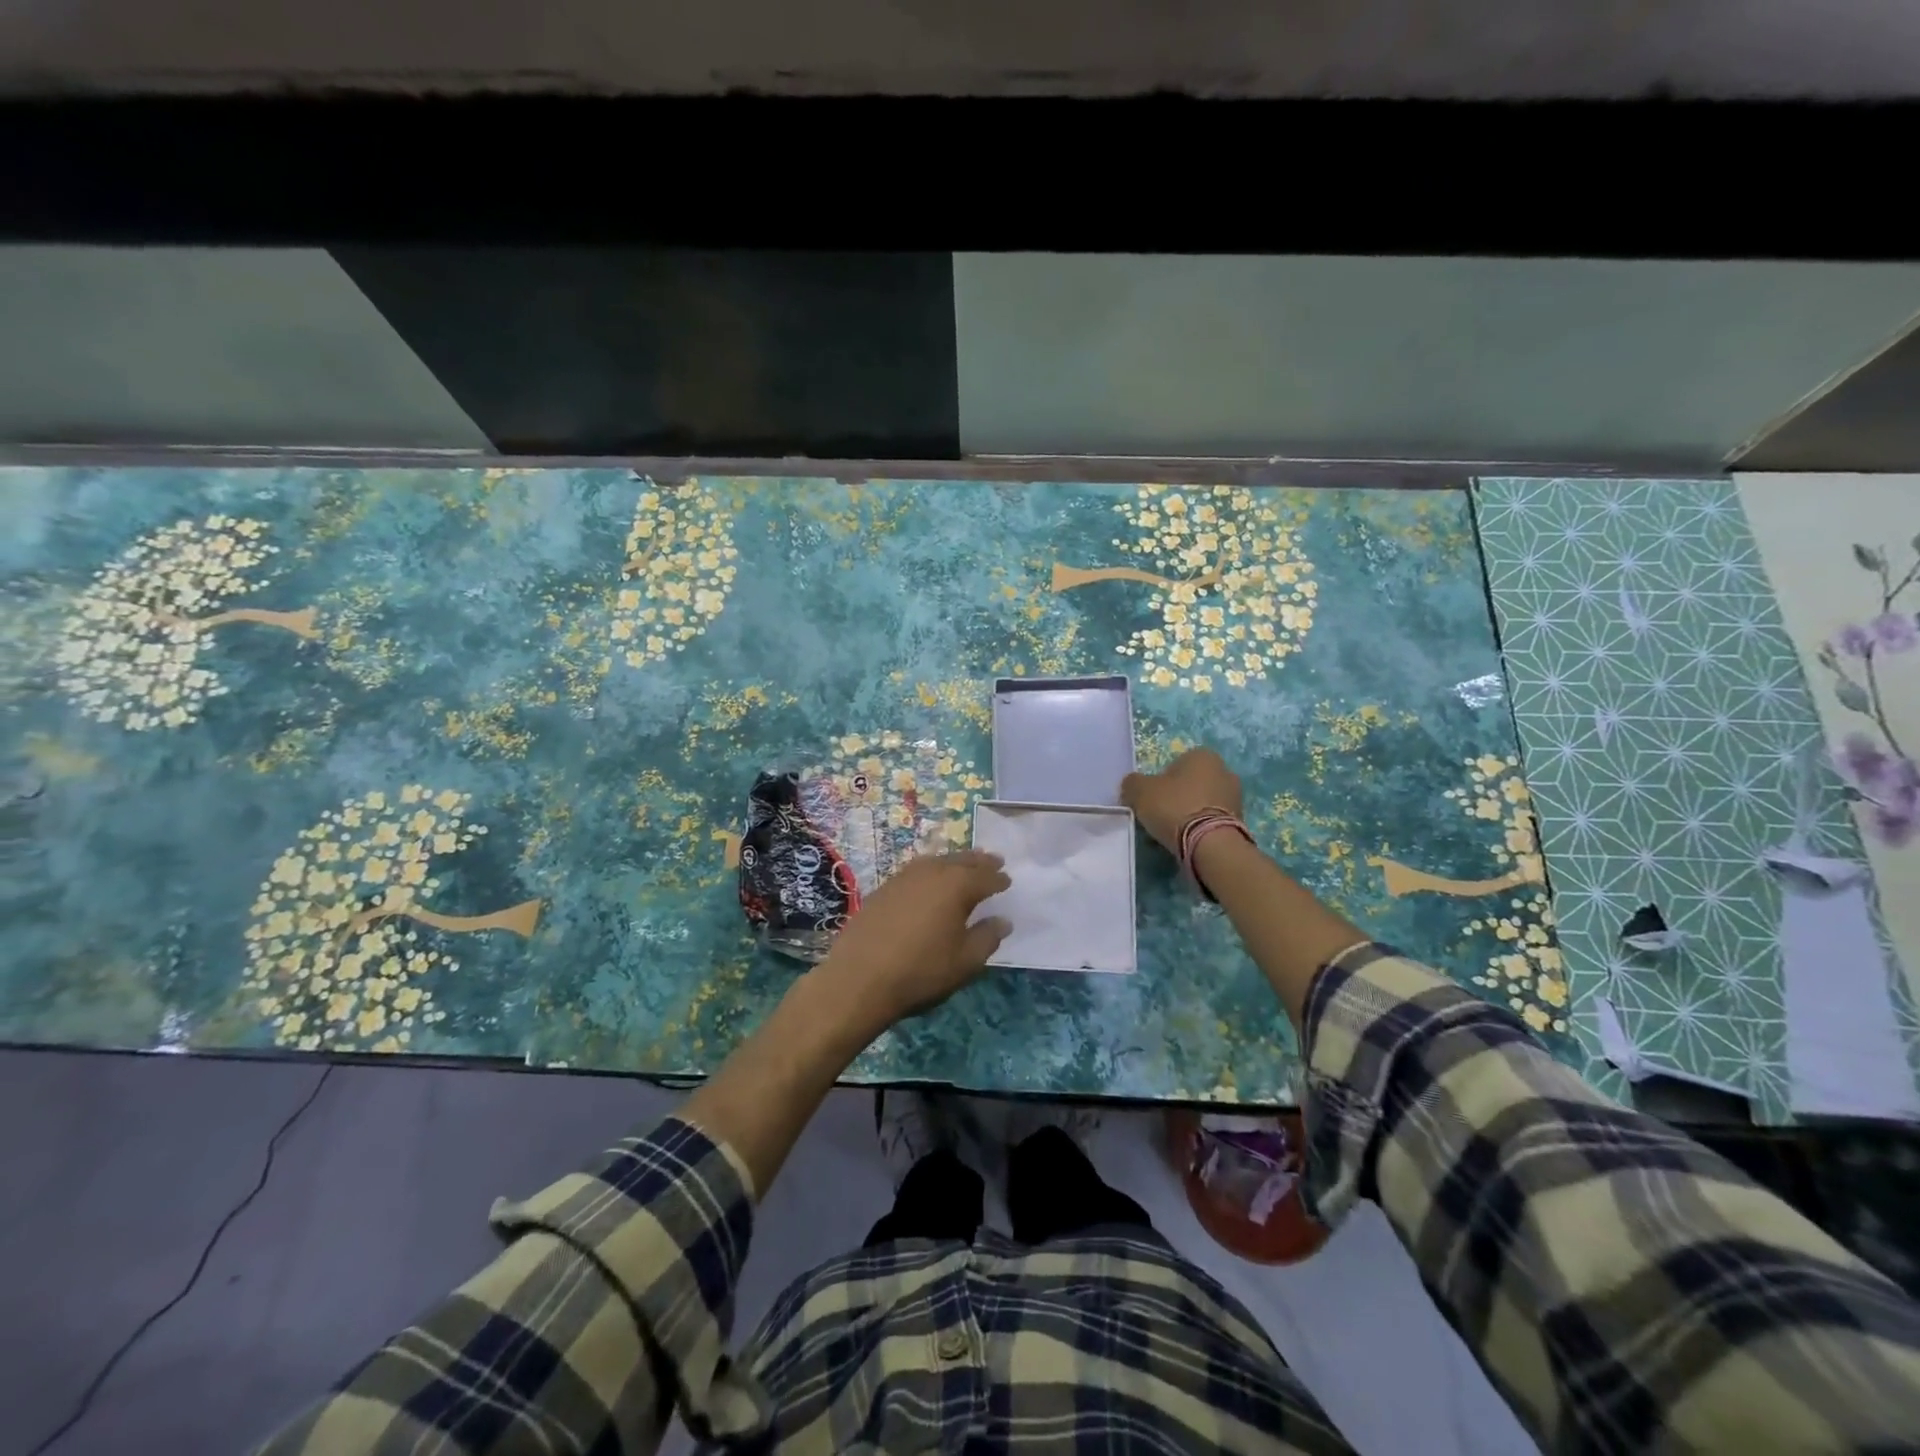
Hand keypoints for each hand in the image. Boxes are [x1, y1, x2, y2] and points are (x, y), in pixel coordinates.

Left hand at [814, 850, 1012, 1032]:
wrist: (859, 977)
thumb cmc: (921, 970)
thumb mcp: (965, 961)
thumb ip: (987, 937)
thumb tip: (1003, 920)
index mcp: (957, 885)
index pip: (985, 876)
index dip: (998, 878)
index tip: (1008, 880)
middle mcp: (932, 872)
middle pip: (961, 861)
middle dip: (979, 862)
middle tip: (993, 860)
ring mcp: (904, 877)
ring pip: (936, 861)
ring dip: (954, 862)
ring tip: (963, 866)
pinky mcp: (884, 888)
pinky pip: (916, 870)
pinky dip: (930, 870)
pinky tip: (929, 881)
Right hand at [1121, 747, 1243, 853]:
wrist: (1210, 844)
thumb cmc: (1174, 807)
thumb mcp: (1140, 791)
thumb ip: (1133, 783)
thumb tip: (1133, 785)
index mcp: (1203, 755)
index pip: (1176, 762)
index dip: (1161, 780)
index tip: (1152, 798)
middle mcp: (1224, 770)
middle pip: (1191, 783)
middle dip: (1178, 797)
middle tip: (1161, 815)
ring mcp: (1236, 797)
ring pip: (1203, 802)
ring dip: (1190, 813)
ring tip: (1173, 833)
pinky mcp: (1240, 821)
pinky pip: (1212, 821)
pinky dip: (1201, 828)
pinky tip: (1188, 842)